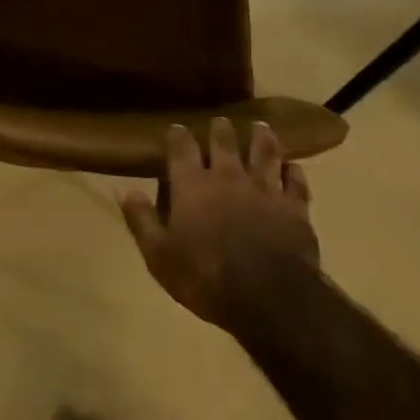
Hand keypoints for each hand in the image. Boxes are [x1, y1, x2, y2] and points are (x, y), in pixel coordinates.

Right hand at [120, 118, 319, 329]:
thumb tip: (124, 190)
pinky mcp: (294, 207)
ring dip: (261, 138)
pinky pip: (295, 181)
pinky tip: (293, 167)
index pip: (181, 148)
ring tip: (261, 127)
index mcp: (192, 185)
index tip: (176, 128)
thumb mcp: (160, 257)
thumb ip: (142, 221)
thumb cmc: (206, 277)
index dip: (178, 136)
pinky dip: (293, 172)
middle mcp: (227, 176)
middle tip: (221, 122)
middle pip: (224, 142)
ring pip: (264, 152)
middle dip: (220, 129)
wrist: (269, 298)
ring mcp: (264, 189)